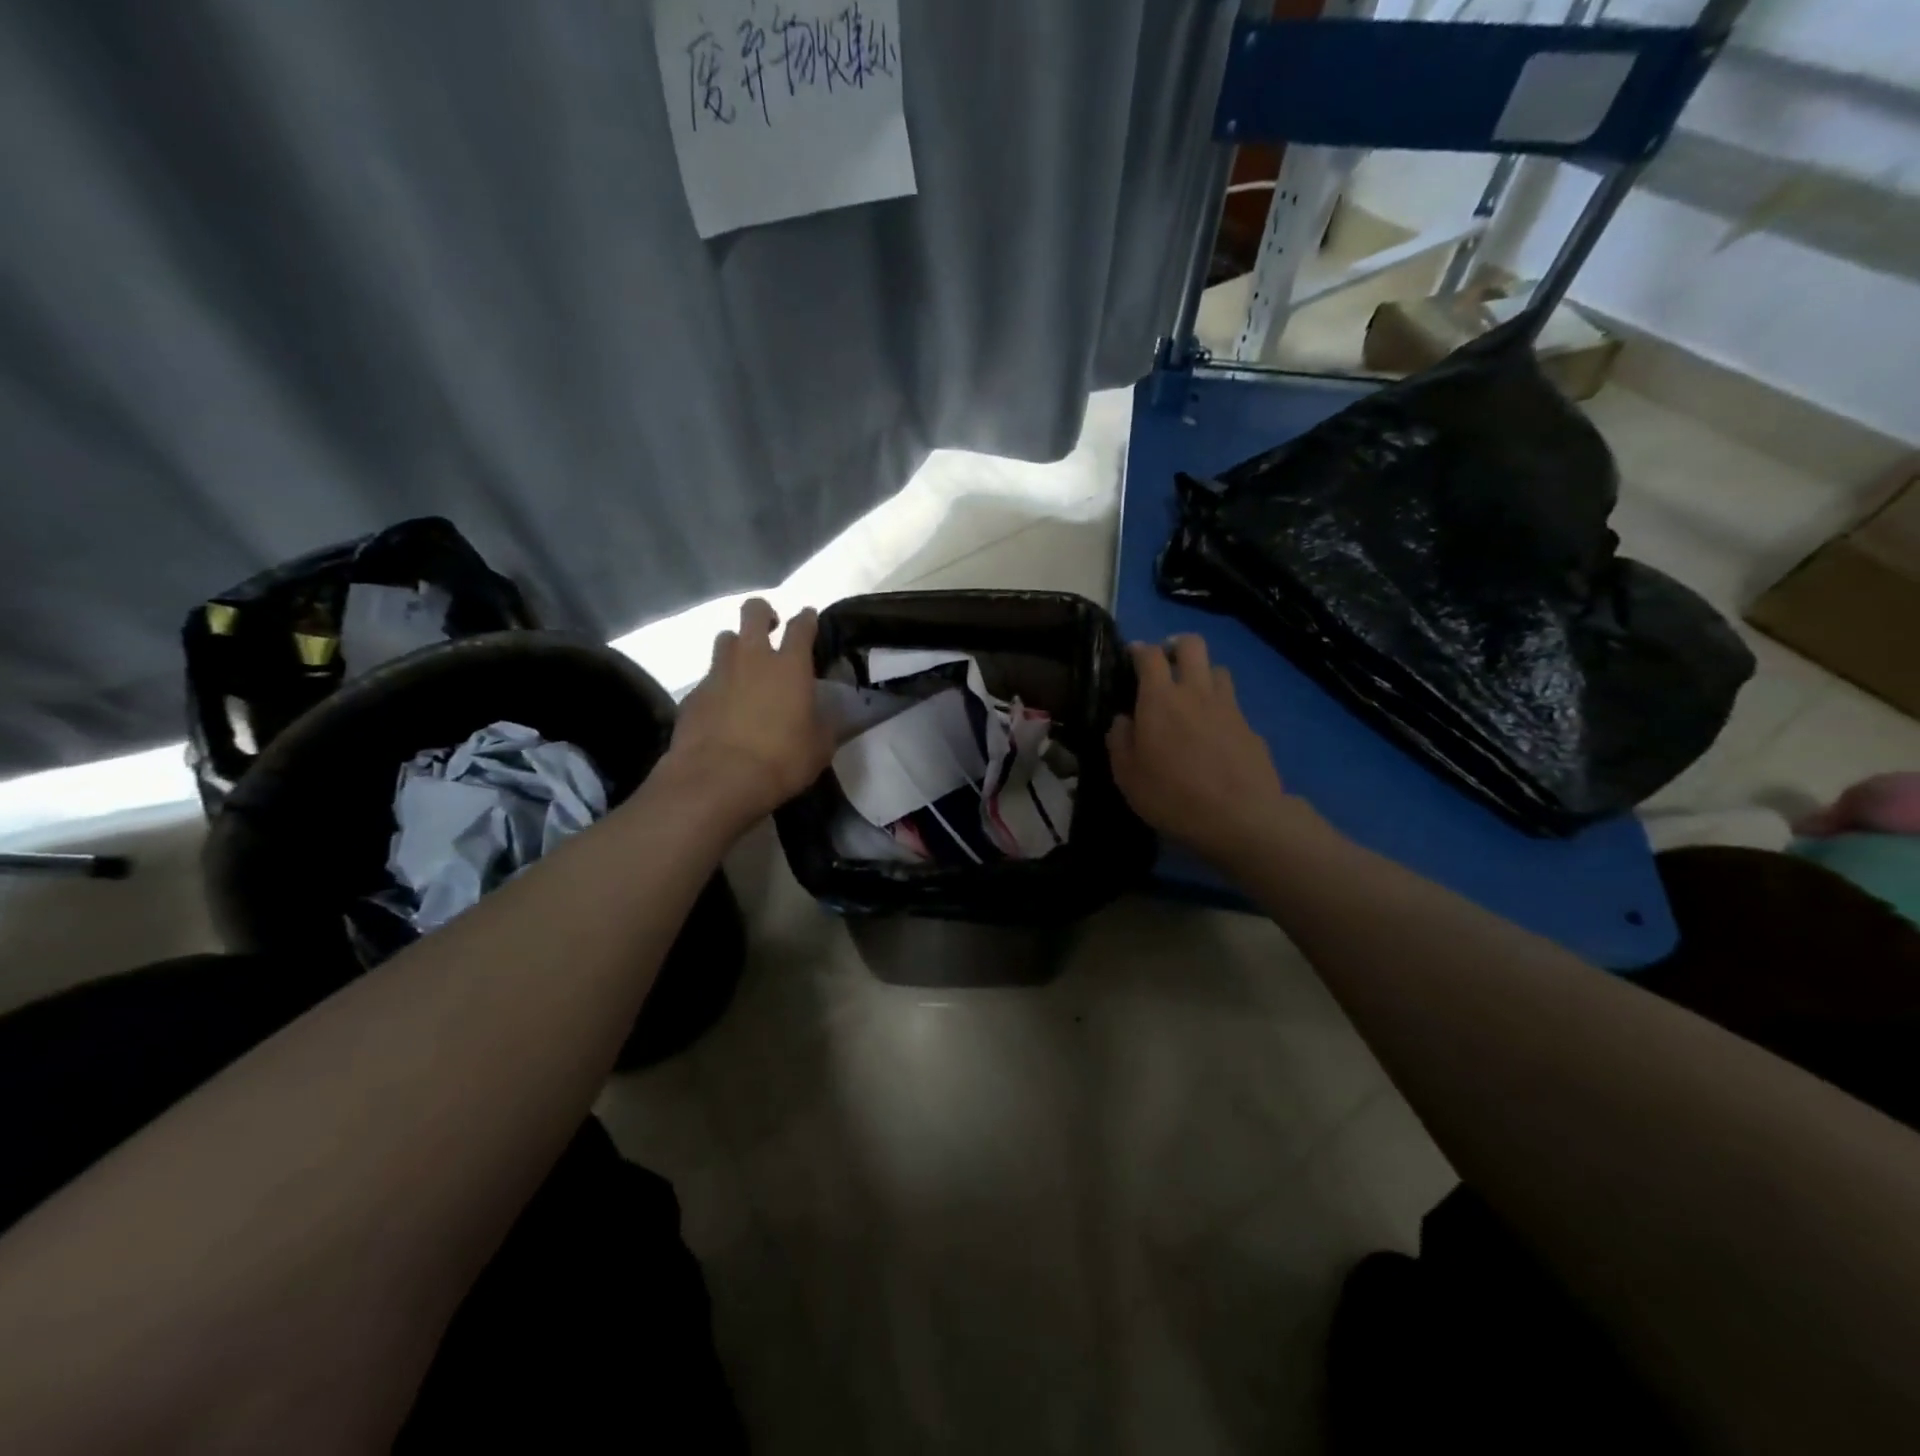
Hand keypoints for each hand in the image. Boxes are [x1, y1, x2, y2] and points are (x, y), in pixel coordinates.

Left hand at [662, 598, 833, 826]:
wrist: (718, 779)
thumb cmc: (781, 760)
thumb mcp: (820, 746)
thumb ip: (824, 722)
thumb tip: (824, 712)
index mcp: (790, 666)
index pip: (801, 626)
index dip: (806, 618)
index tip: (808, 617)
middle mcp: (752, 658)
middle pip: (753, 612)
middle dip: (763, 613)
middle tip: (770, 628)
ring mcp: (718, 673)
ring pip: (725, 639)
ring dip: (736, 646)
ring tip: (744, 667)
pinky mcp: (693, 694)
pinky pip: (708, 677)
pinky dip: (718, 684)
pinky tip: (722, 707)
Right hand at [1107, 635, 1312, 867]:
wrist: (1241, 818)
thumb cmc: (1173, 796)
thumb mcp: (1128, 776)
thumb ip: (1119, 742)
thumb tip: (1122, 720)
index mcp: (1160, 699)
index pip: (1150, 656)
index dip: (1139, 650)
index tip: (1132, 656)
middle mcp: (1196, 692)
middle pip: (1192, 645)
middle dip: (1176, 646)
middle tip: (1165, 664)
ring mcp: (1228, 707)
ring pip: (1218, 669)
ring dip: (1202, 674)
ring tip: (1192, 695)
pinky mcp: (1251, 727)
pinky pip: (1233, 703)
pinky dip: (1221, 707)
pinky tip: (1215, 733)